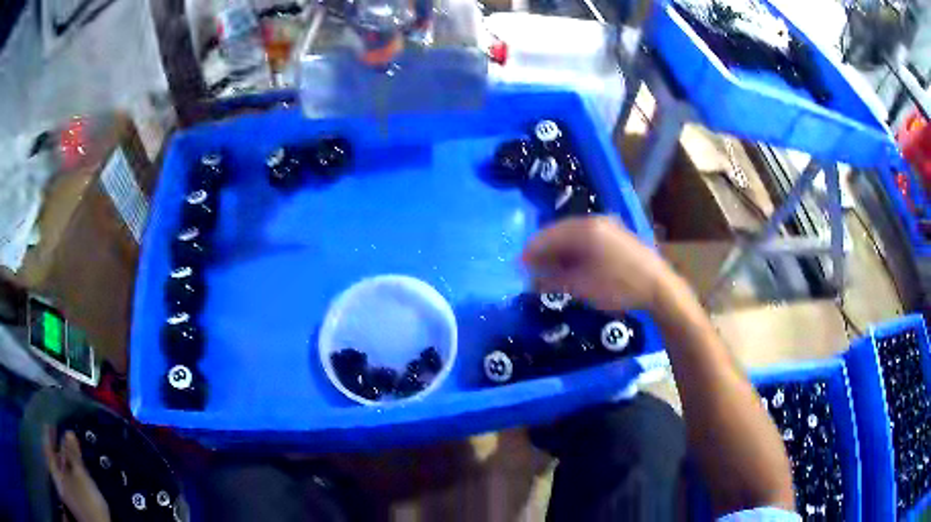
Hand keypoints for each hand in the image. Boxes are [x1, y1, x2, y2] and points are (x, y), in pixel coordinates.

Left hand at [43, 426, 110, 521]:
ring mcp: (63, 491)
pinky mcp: (71, 500)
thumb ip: (73, 454)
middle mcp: (55, 478)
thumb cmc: (88, 502)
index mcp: (53, 470)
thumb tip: (69, 433)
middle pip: (52, 457)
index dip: (48, 430)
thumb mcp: (81, 477)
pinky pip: (65, 479)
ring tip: (72, 451)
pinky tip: (75, 470)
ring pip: (59, 469)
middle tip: (65, 435)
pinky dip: (68, 471)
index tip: (52, 417)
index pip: (45, 443)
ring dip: (64, 459)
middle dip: (58, 446)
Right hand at [521, 216, 678, 313]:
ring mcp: (609, 227)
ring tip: (551, 272)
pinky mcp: (618, 236)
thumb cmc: (618, 286)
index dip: (531, 252)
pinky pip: (588, 239)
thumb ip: (552, 281)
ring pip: (574, 236)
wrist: (658, 288)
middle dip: (545, 252)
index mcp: (584, 229)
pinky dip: (576, 252)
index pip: (547, 236)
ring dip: (560, 253)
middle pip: (560, 233)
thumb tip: (530, 280)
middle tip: (533, 271)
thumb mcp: (581, 287)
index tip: (518, 267)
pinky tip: (573, 267)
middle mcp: (595, 221)